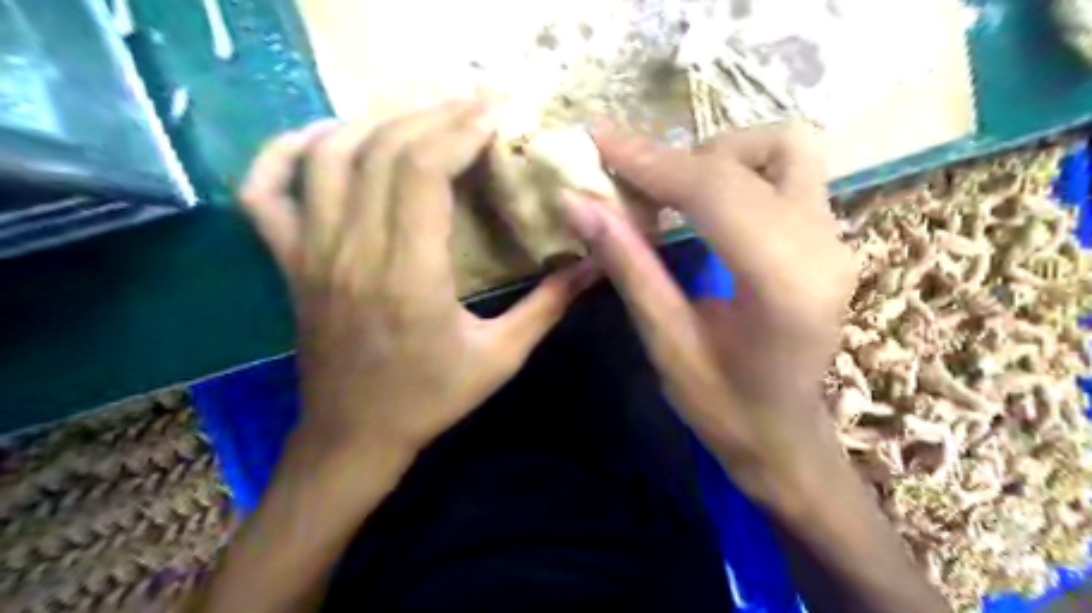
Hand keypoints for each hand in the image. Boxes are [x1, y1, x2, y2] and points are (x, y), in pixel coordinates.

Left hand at [239, 102, 596, 454]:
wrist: (354, 435)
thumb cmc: (430, 399)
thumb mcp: (502, 357)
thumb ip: (548, 305)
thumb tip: (595, 263)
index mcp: (409, 276)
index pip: (422, 170)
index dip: (459, 130)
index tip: (493, 113)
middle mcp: (353, 252)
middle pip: (381, 150)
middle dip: (431, 114)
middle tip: (471, 105)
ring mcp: (310, 254)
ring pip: (327, 156)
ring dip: (374, 121)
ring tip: (419, 115)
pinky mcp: (289, 262)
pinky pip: (264, 191)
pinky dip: (283, 151)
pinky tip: (325, 138)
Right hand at [563, 124, 862, 512]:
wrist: (783, 435)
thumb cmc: (722, 406)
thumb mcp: (665, 341)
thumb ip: (628, 265)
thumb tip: (577, 204)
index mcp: (782, 284)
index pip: (715, 191)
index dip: (650, 161)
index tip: (598, 141)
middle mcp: (824, 247)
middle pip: (753, 157)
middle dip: (680, 160)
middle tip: (630, 186)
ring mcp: (835, 239)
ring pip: (783, 150)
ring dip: (718, 158)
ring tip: (671, 194)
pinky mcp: (830, 238)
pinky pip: (787, 173)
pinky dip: (738, 171)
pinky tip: (702, 204)